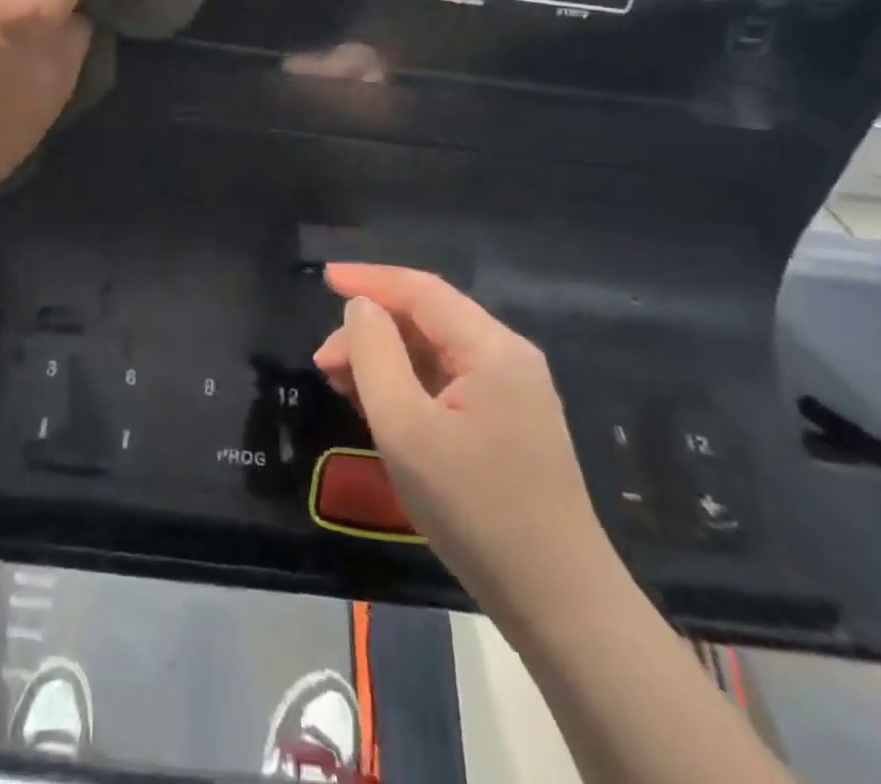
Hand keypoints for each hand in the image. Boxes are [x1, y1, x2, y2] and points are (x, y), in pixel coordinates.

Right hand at [313, 264, 614, 619]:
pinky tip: (379, 404)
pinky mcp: (509, 423)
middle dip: (371, 330)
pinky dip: (407, 383)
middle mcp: (507, 357)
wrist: (558, 603)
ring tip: (340, 382)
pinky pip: (448, 381)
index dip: (369, 278)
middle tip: (324, 363)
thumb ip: (374, 354)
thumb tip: (361, 307)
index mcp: (491, 348)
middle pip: (427, 319)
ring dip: (385, 358)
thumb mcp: (404, 427)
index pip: (421, 290)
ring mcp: (513, 392)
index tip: (323, 277)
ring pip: (435, 351)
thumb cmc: (473, 507)